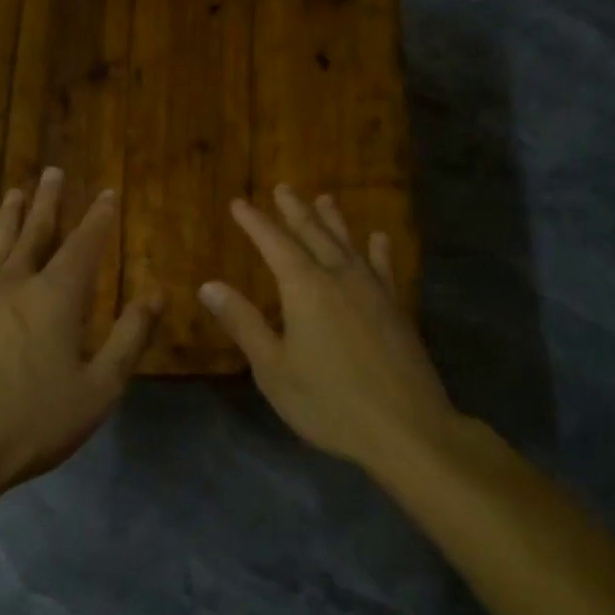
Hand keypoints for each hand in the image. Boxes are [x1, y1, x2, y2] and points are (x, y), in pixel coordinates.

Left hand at [0, 168, 160, 495]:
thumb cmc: (36, 422)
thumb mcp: (100, 387)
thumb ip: (129, 337)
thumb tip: (155, 295)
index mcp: (57, 298)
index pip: (85, 245)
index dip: (100, 217)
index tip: (109, 192)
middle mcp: (17, 286)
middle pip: (37, 233)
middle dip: (50, 202)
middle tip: (53, 171)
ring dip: (9, 216)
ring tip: (15, 190)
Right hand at [199, 185, 459, 469]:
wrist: (405, 426)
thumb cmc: (329, 402)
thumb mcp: (273, 368)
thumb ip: (244, 323)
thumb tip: (209, 285)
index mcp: (305, 289)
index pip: (274, 244)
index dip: (255, 222)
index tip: (240, 203)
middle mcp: (340, 278)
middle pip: (313, 234)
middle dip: (294, 211)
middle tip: (283, 187)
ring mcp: (373, 291)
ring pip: (349, 244)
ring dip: (333, 220)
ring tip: (324, 198)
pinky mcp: (395, 308)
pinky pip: (384, 267)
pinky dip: (378, 250)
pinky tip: (378, 238)